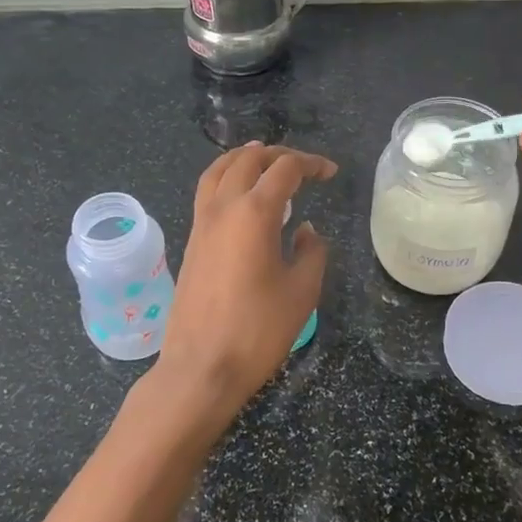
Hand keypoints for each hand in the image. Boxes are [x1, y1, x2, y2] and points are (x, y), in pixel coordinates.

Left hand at [149, 142, 336, 430]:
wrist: (201, 367)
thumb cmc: (258, 331)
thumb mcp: (302, 292)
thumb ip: (312, 253)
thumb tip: (307, 231)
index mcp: (254, 213)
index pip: (284, 169)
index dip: (311, 164)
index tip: (330, 173)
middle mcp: (223, 208)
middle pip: (248, 160)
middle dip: (278, 154)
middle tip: (302, 166)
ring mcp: (201, 223)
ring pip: (218, 170)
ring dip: (244, 159)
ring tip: (263, 160)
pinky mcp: (191, 242)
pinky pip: (207, 192)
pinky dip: (225, 178)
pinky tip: (240, 195)